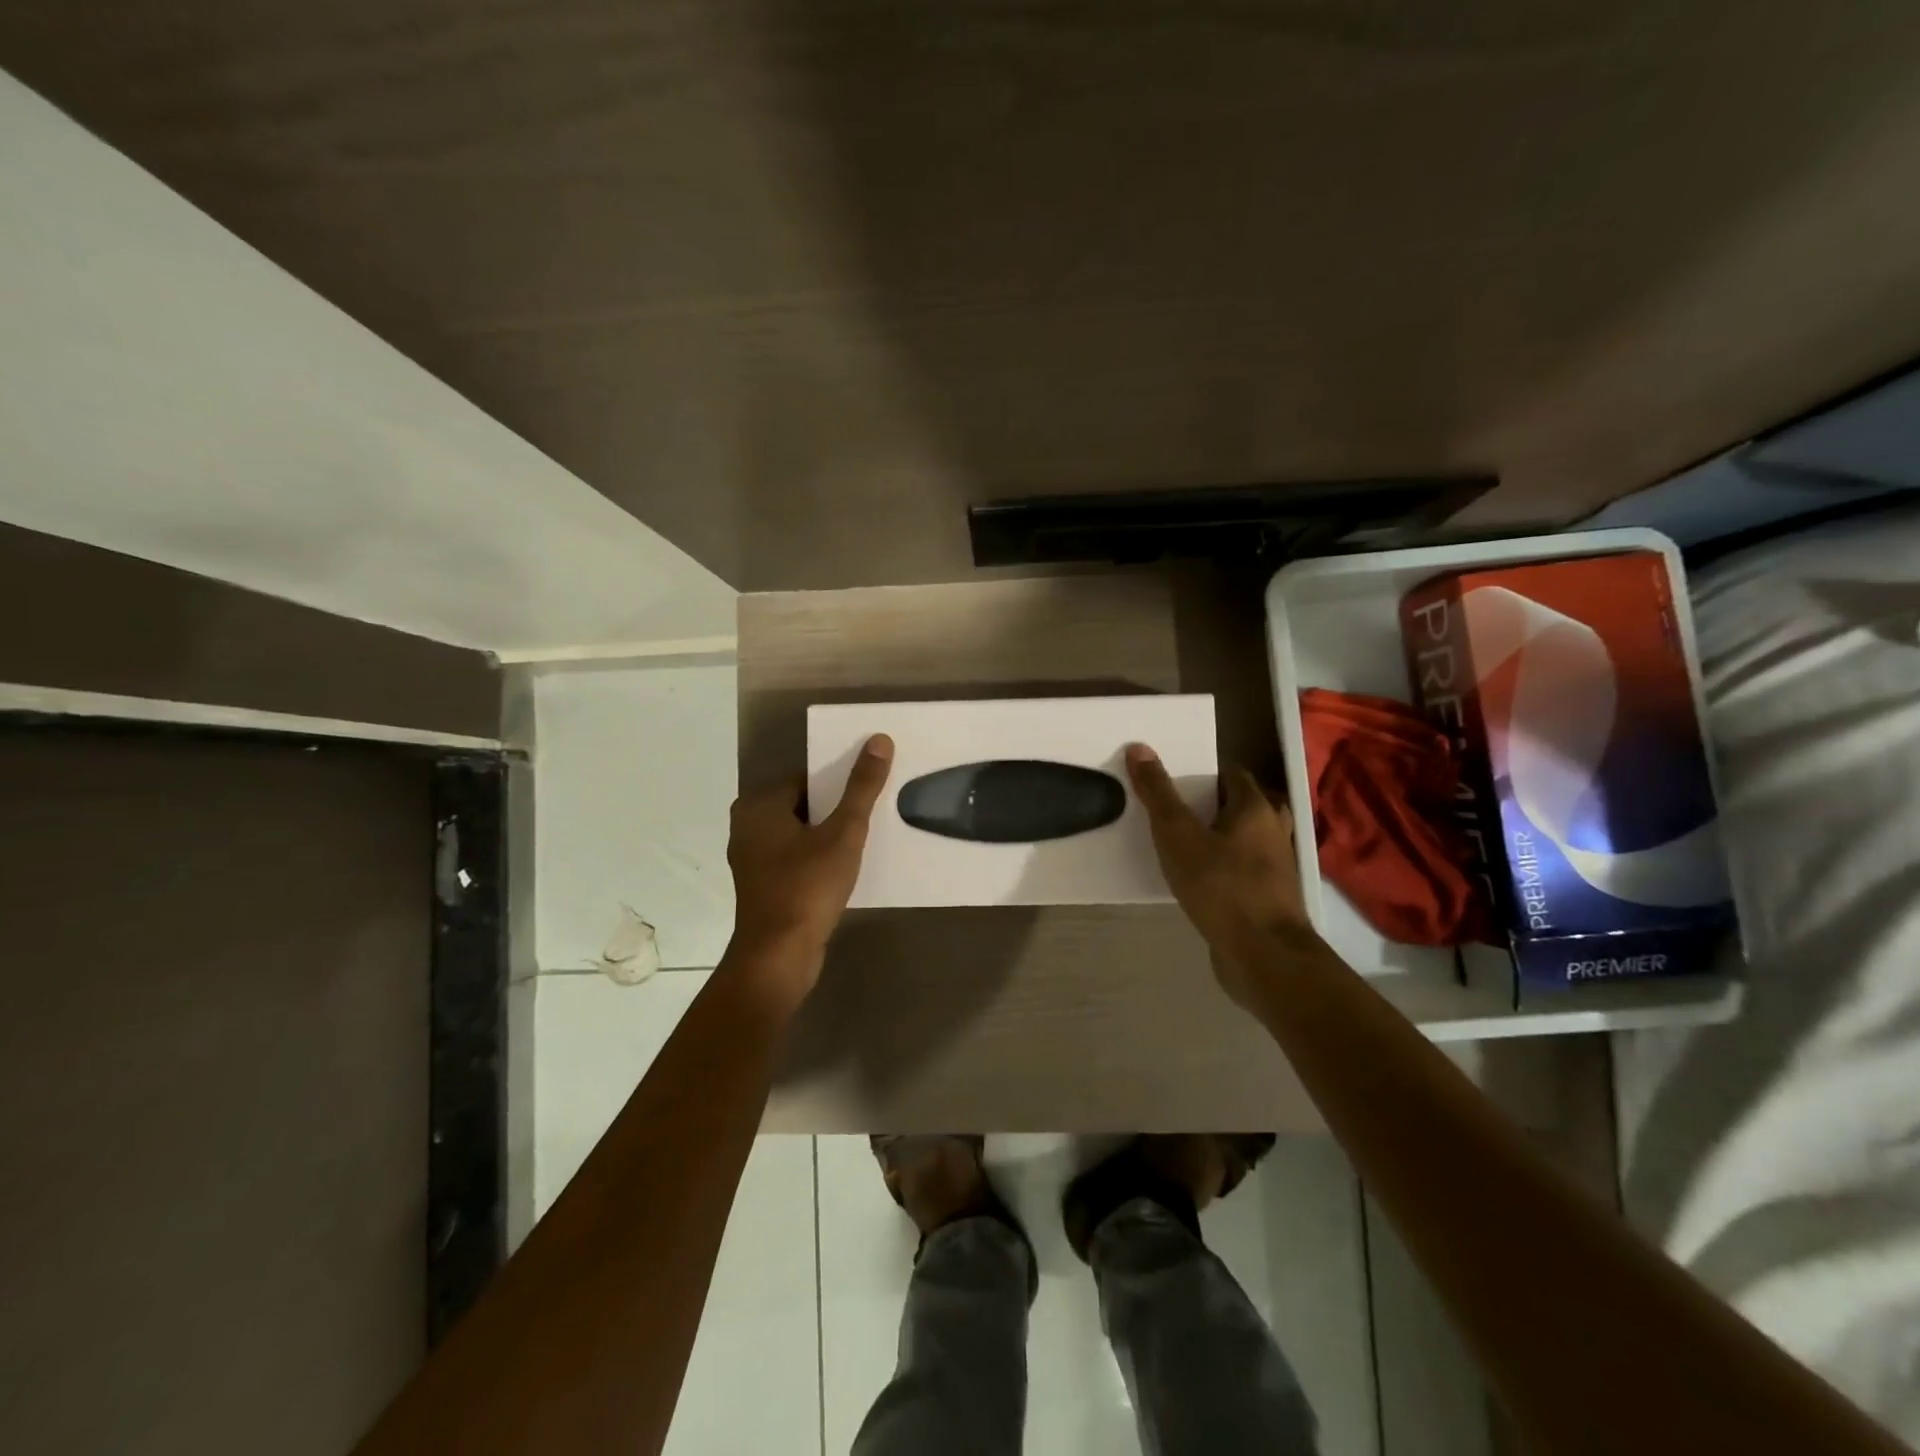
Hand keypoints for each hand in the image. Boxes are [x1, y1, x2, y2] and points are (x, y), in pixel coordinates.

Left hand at [722, 734, 894, 1012]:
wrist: (778, 957)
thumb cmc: (807, 887)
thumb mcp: (843, 833)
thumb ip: (861, 787)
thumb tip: (879, 740)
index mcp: (758, 805)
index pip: (806, 777)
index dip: (840, 781)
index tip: (870, 788)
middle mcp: (747, 826)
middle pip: (803, 803)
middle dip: (836, 807)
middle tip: (873, 812)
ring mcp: (752, 858)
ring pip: (800, 832)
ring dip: (828, 833)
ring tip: (865, 838)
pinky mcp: (762, 884)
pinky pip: (795, 856)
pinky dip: (817, 856)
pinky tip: (845, 867)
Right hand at [1125, 744, 1316, 1005]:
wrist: (1263, 956)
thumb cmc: (1221, 887)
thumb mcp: (1178, 836)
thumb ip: (1158, 794)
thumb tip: (1139, 747)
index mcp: (1255, 807)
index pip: (1231, 773)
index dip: (1201, 771)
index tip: (1171, 778)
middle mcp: (1273, 830)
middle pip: (1241, 804)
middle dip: (1210, 803)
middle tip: (1173, 807)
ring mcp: (1275, 865)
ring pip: (1244, 837)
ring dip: (1218, 835)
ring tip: (1181, 840)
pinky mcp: (1269, 896)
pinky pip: (1243, 867)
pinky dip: (1223, 864)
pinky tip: (1197, 877)